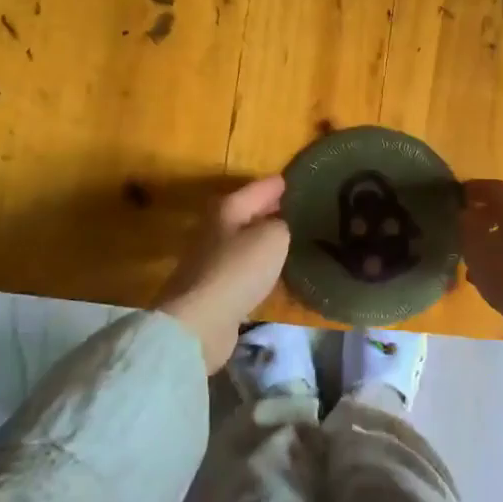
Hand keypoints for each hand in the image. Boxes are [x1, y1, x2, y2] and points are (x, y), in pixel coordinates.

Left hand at [157, 176, 291, 370]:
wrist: (200, 321)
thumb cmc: (238, 270)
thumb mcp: (273, 237)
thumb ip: (283, 224)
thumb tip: (282, 225)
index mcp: (228, 207)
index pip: (260, 187)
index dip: (281, 184)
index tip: (301, 180)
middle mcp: (216, 227)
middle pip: (249, 212)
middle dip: (272, 209)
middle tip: (302, 208)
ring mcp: (211, 258)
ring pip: (246, 239)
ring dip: (265, 238)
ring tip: (293, 237)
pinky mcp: (214, 287)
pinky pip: (243, 266)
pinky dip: (259, 264)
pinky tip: (275, 268)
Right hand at [458, 179, 502, 333]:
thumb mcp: (477, 251)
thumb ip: (467, 227)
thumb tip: (466, 213)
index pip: (493, 187)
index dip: (473, 189)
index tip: (457, 195)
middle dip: (486, 213)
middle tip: (466, 225)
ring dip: (497, 236)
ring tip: (477, 256)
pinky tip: (497, 274)